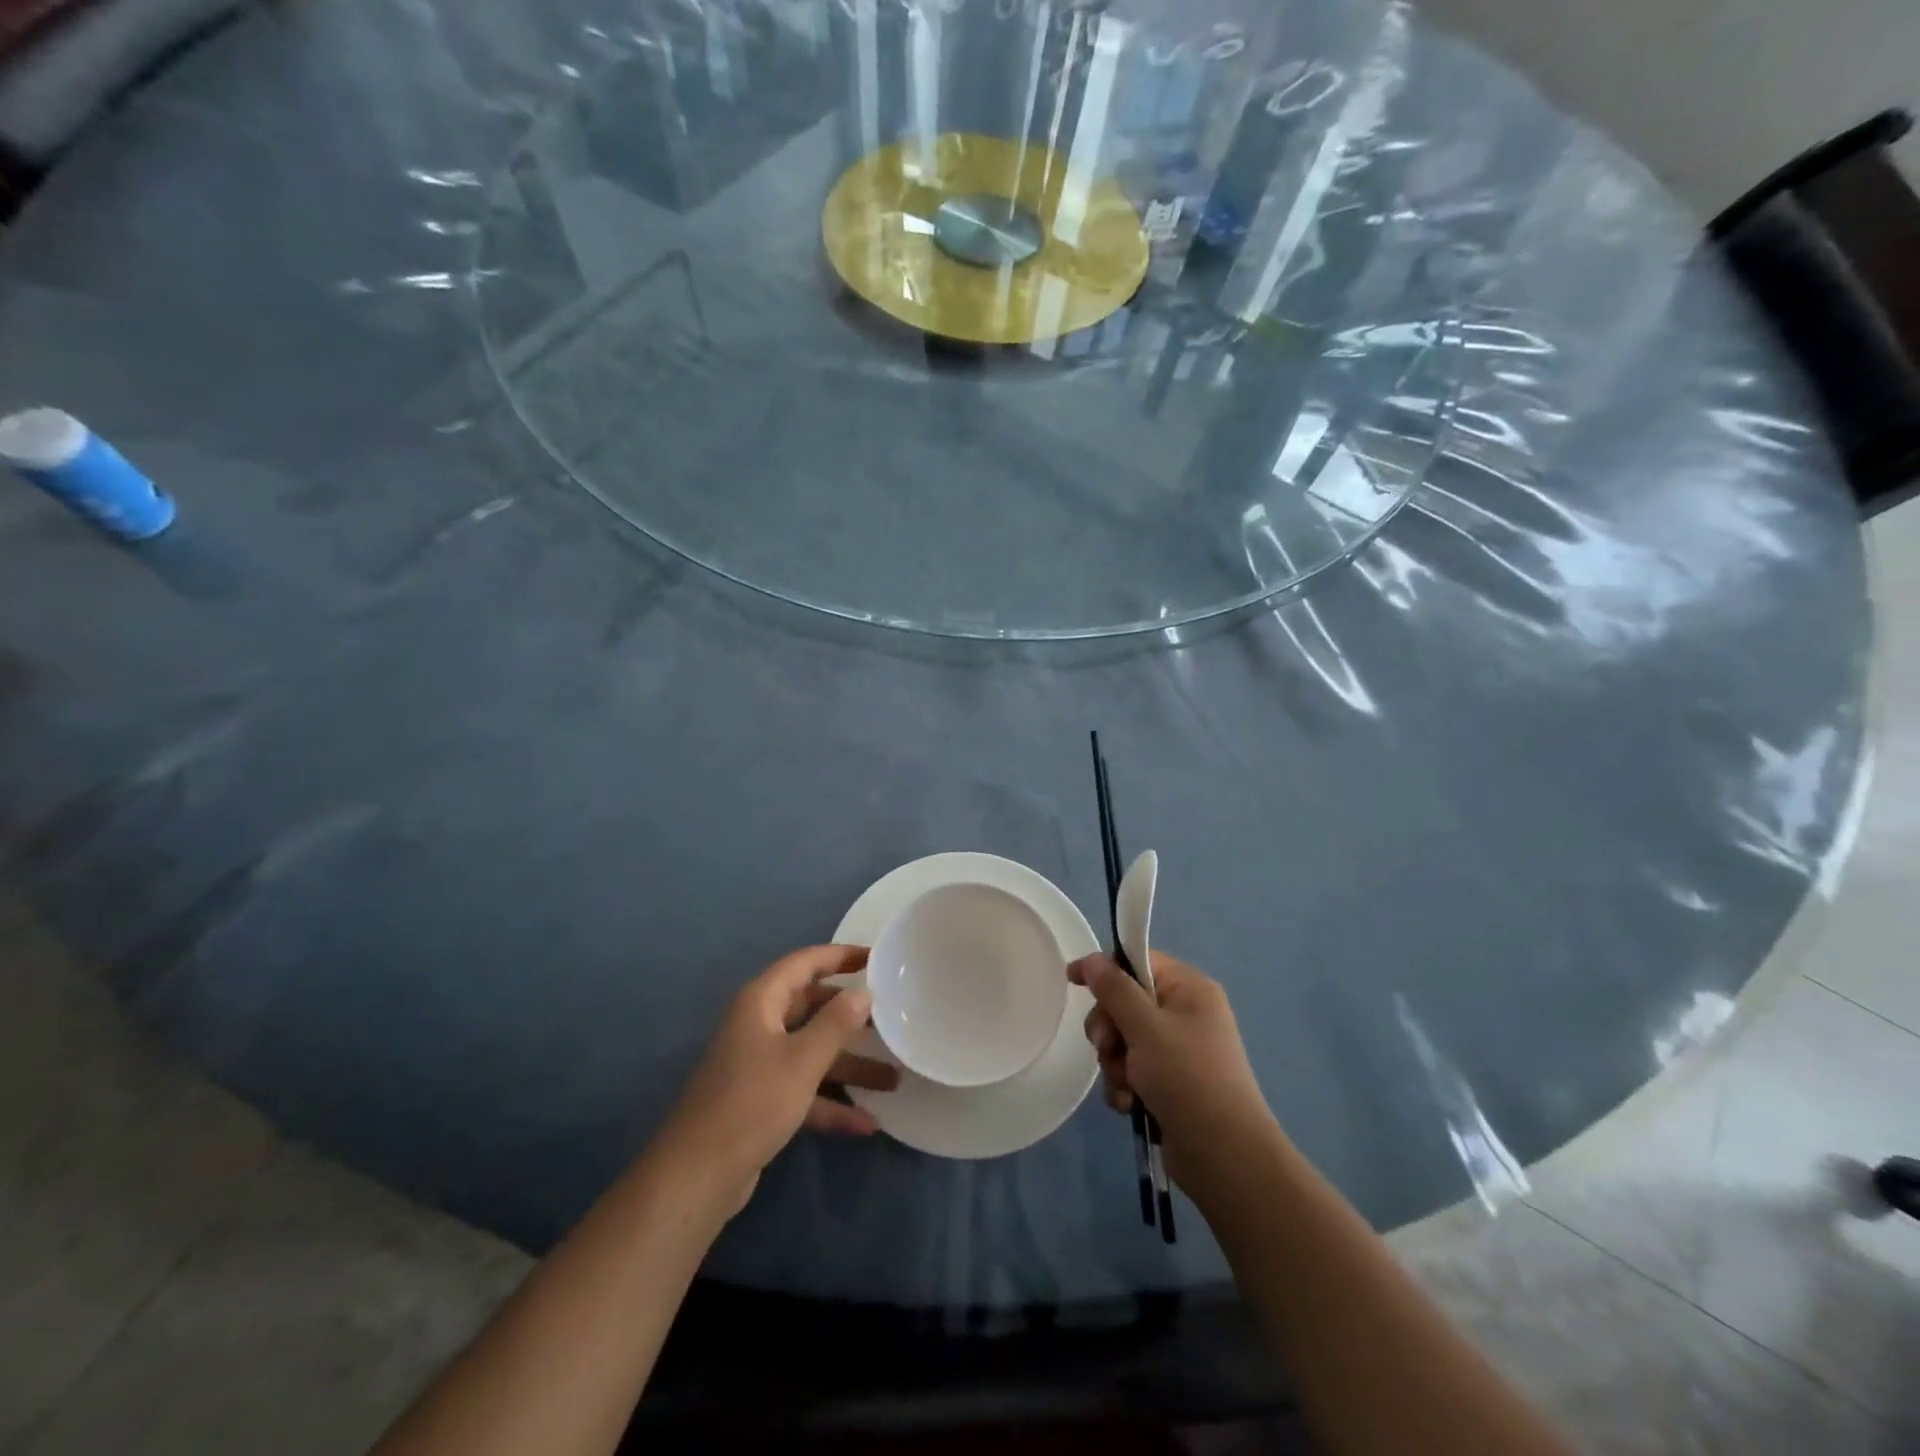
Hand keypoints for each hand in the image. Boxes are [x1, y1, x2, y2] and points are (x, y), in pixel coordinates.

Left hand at [654, 945, 898, 1215]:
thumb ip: (836, 1023)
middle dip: (850, 1016)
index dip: (840, 956)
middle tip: (890, 1017)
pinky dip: (831, 1102)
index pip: (805, 963)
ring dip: (849, 1066)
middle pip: (811, 1007)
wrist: (697, 1176)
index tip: (876, 957)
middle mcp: (758, 1025)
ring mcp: (758, 1065)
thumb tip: (863, 993)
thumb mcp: (802, 1060)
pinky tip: (867, 1123)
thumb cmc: (752, 1102)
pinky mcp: (760, 1101)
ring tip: (893, 1078)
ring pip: (811, 1053)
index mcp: (761, 1001)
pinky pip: (803, 1089)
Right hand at [1069, 951, 1277, 1191]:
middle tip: (1107, 1047)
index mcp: (1189, 989)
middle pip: (1125, 1002)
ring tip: (1126, 1086)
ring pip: (1124, 1040)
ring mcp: (1178, 1051)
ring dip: (1115, 1063)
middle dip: (1109, 1028)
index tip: (1072, 981)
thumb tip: (1093, 958)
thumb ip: (1115, 990)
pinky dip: (1125, 1085)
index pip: (1138, 961)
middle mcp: (1185, 1014)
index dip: (1105, 969)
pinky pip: (1132, 1070)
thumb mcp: (1146, 1028)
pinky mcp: (1170, 1083)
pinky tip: (1130, 1105)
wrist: (1226, 1158)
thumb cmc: (1187, 1078)